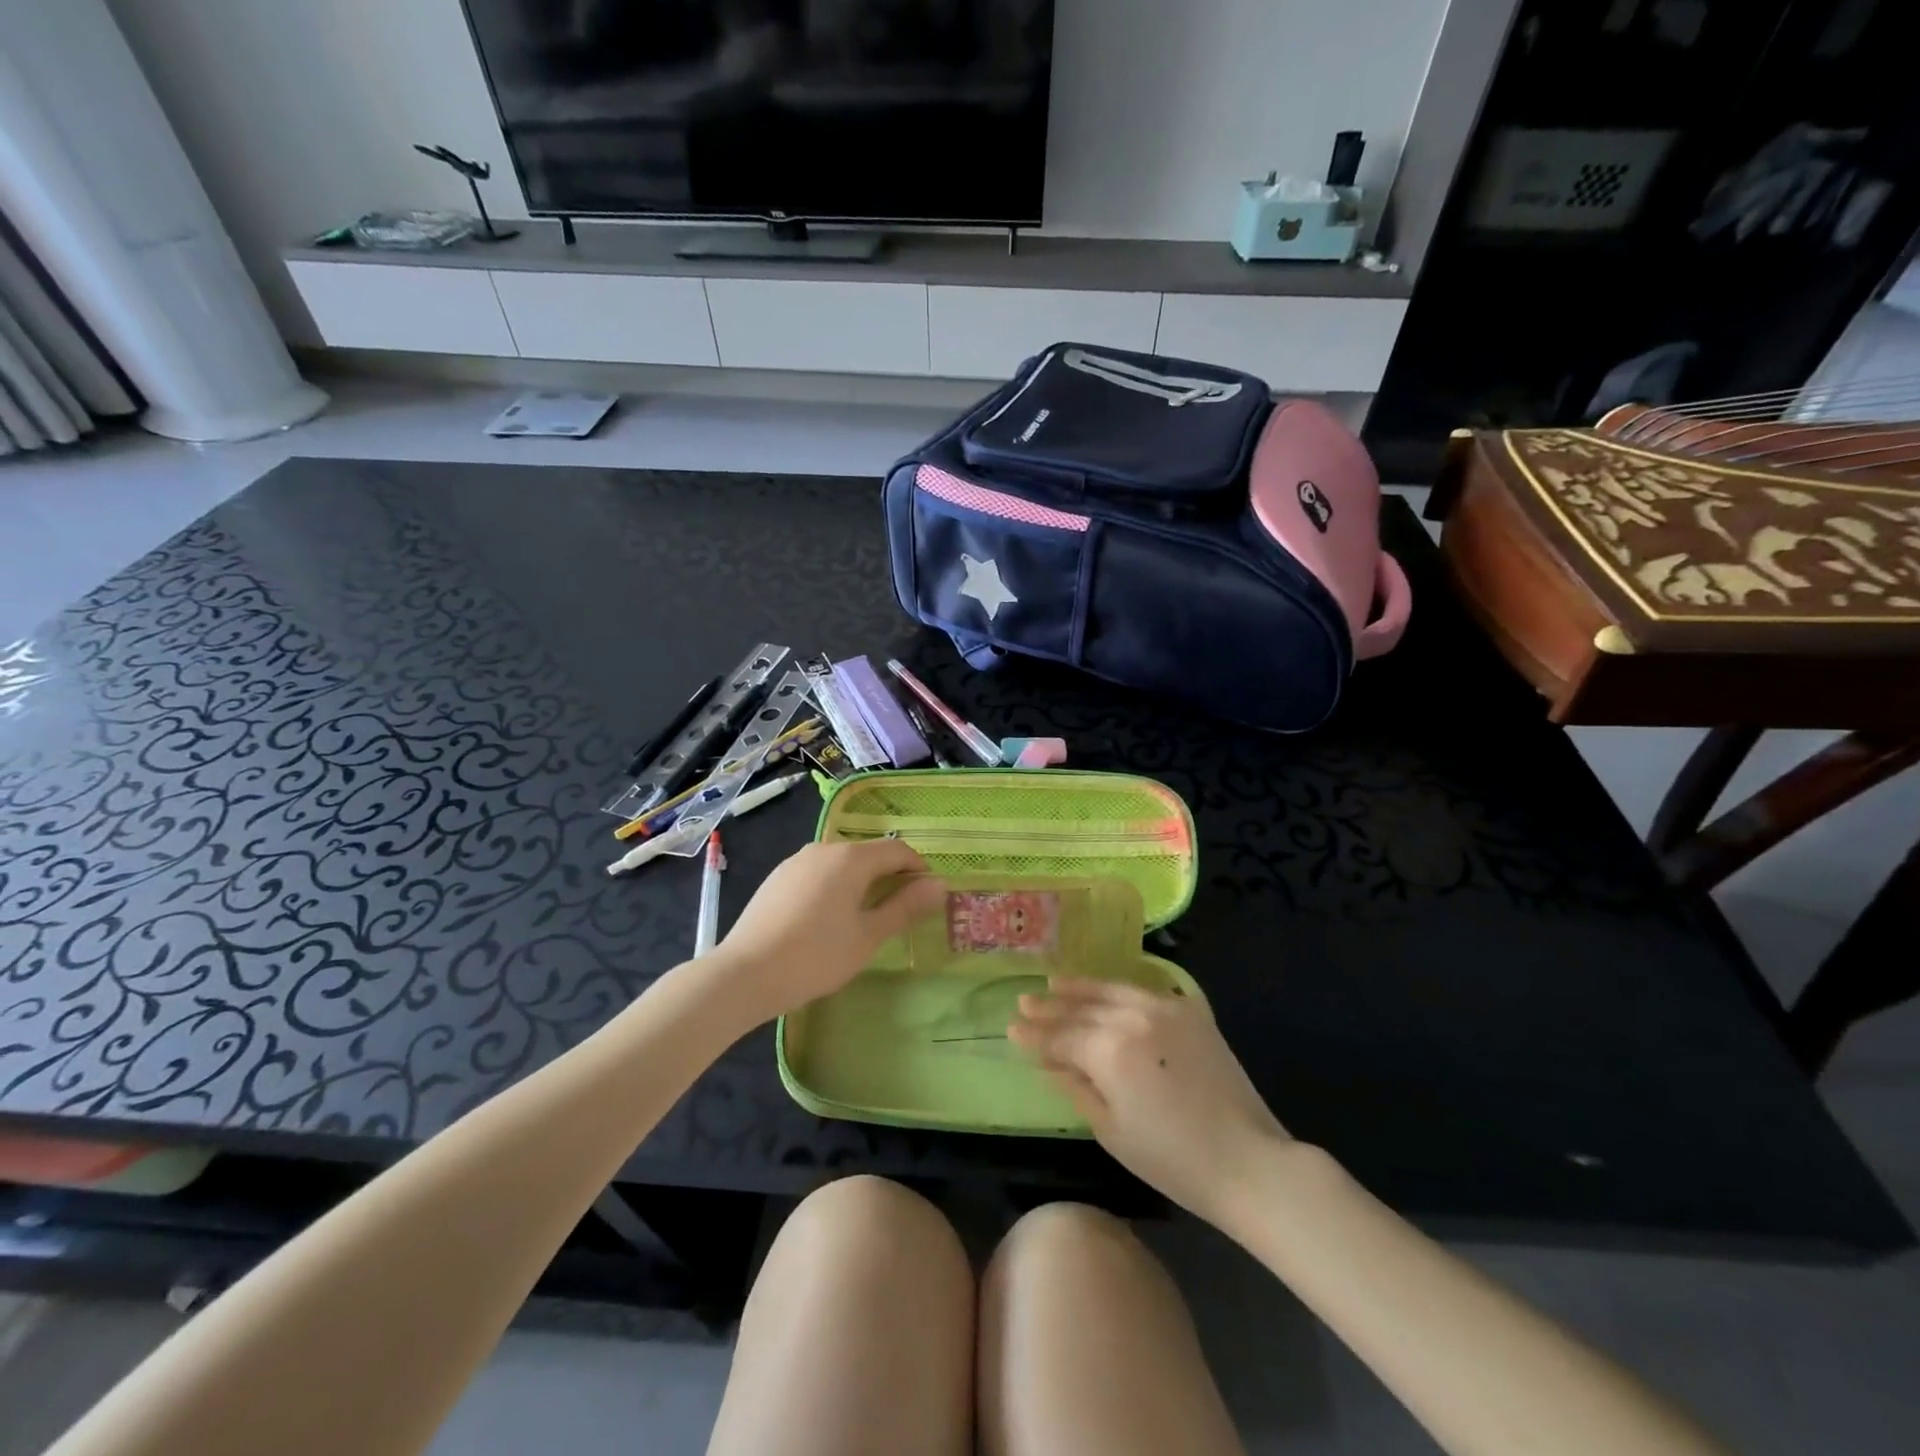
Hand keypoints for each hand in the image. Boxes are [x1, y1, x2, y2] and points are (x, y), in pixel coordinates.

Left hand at [709, 838, 945, 1023]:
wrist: (745, 973)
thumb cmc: (816, 956)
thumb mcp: (869, 936)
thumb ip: (905, 907)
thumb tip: (939, 885)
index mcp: (851, 858)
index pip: (898, 851)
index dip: (918, 869)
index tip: (927, 897)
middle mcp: (825, 848)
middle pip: (869, 854)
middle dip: (891, 876)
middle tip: (901, 912)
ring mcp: (797, 861)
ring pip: (842, 863)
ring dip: (862, 882)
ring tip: (865, 918)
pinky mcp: (777, 877)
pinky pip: (818, 873)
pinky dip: (835, 887)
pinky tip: (828, 919)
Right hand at [1009, 978, 1289, 1225]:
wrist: (1248, 1159)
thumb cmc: (1172, 1159)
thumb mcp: (1111, 1129)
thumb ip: (1076, 1087)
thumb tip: (1048, 1063)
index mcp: (1110, 1050)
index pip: (1061, 1037)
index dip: (1035, 1035)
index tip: (1011, 1028)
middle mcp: (1133, 1017)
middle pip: (1082, 1008)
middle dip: (1050, 1006)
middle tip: (1024, 1001)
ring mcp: (1165, 1008)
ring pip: (1111, 990)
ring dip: (1080, 988)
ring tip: (1055, 982)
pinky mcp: (1191, 1011)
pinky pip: (1145, 991)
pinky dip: (1119, 989)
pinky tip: (1106, 989)